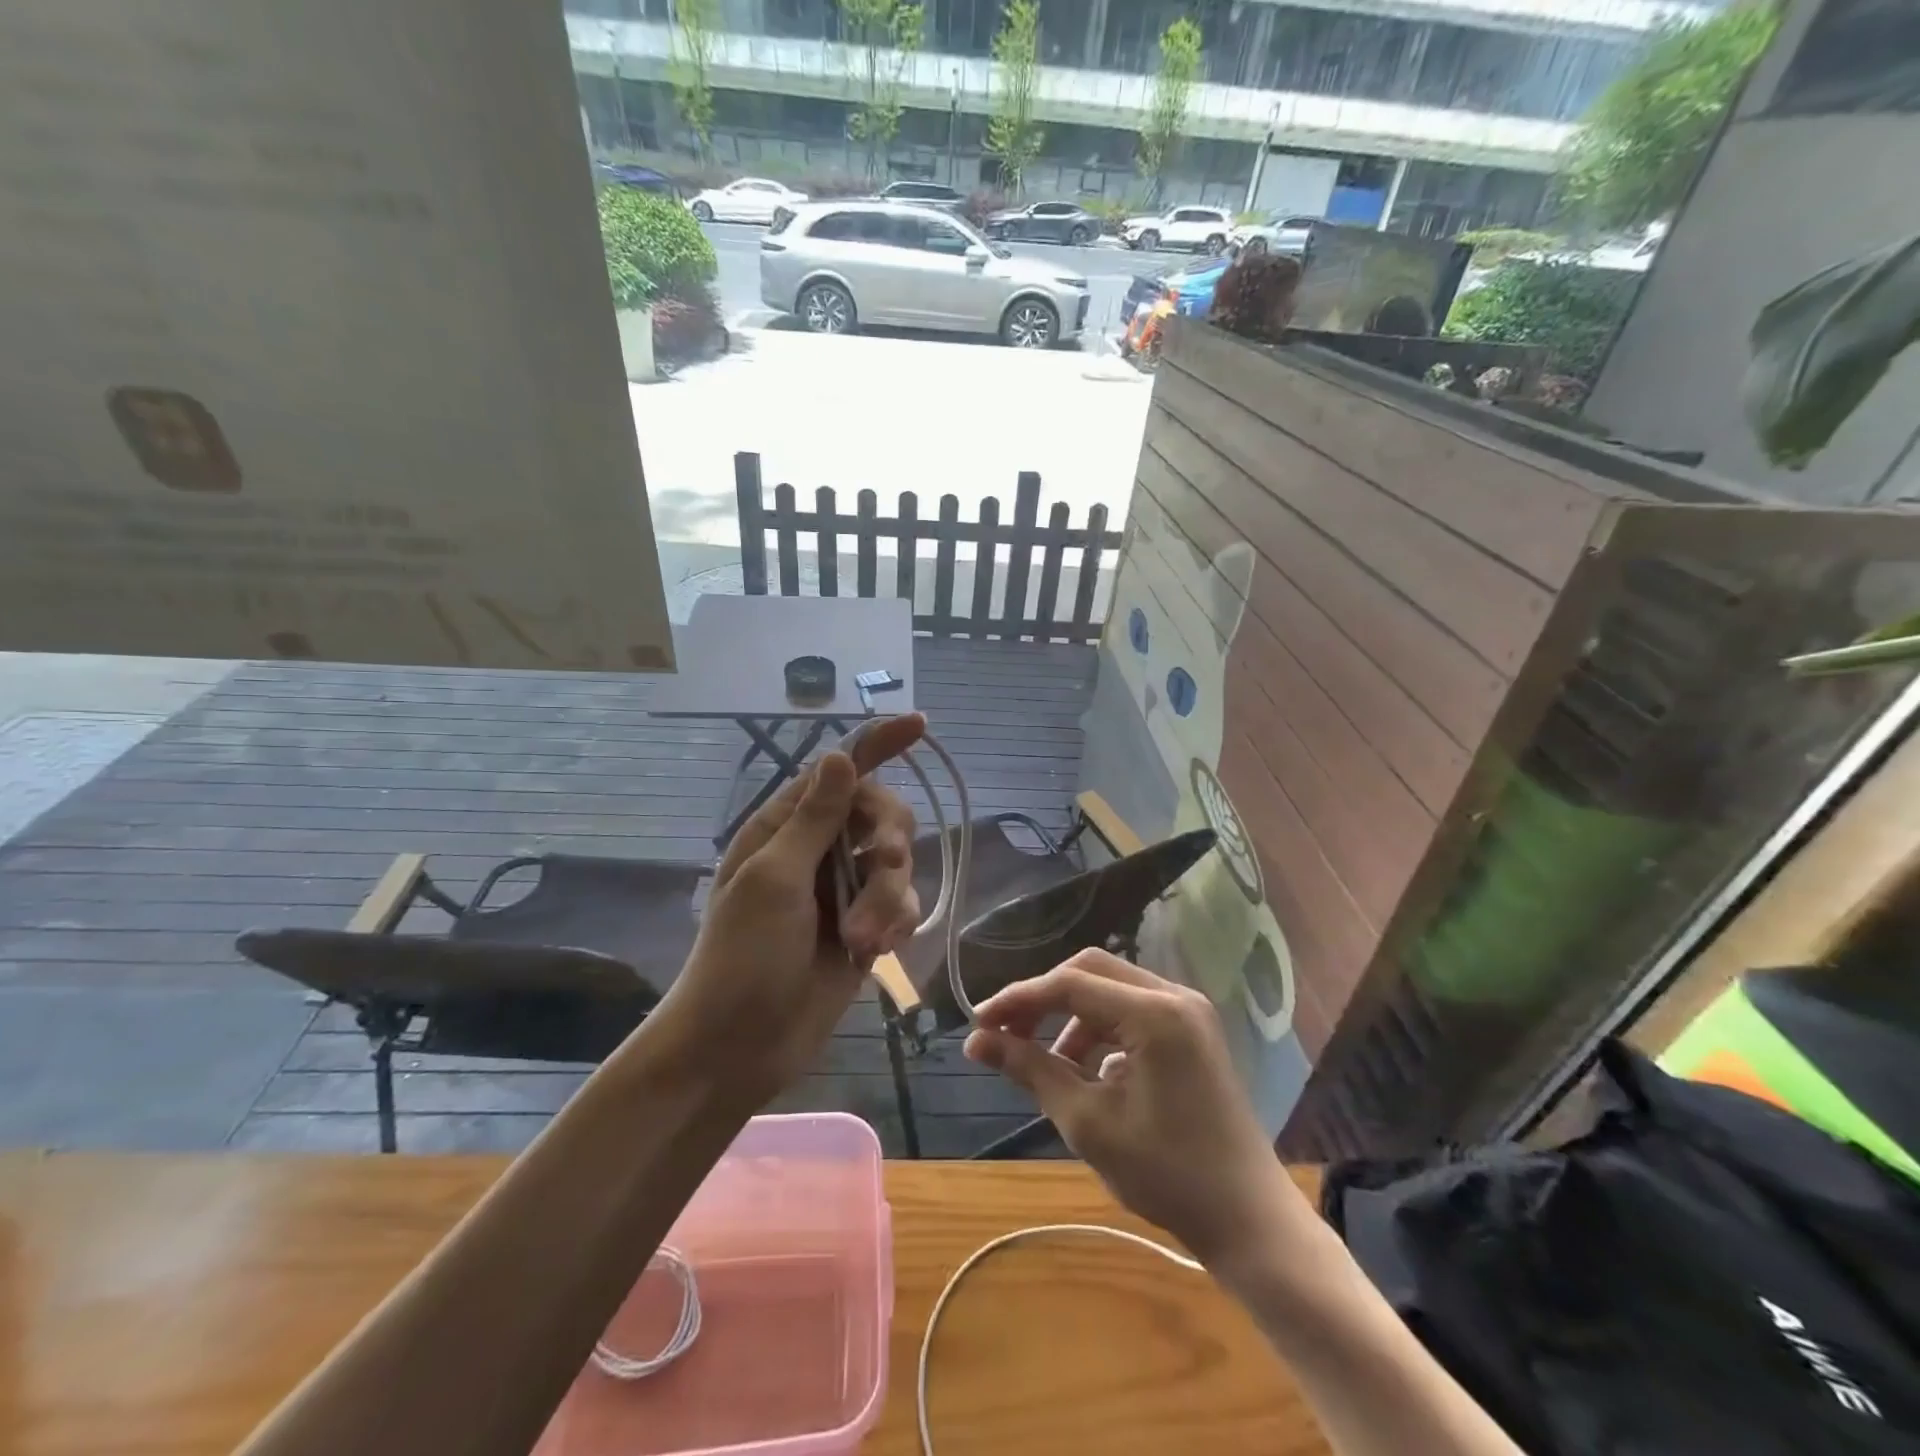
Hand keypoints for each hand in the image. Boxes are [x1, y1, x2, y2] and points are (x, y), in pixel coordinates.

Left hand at [658, 714, 925, 1105]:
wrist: (738, 1047)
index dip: (879, 744)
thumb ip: (814, 818)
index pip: (840, 772)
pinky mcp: (864, 928)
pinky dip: (894, 924)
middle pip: (883, 816)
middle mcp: (818, 851)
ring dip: (888, 899)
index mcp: (786, 828)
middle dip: (891, 843)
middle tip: (888, 868)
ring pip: (898, 865)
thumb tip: (839, 755)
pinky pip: (902, 906)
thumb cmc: (742, 959)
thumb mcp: (774, 880)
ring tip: (861, 939)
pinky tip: (873, 952)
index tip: (920, 724)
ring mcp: (844, 891)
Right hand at [964, 949, 1300, 1265]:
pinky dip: (1100, 1028)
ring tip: (1043, 1060)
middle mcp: (1174, 995)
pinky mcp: (1192, 1029)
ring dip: (1070, 1014)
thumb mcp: (1088, 1122)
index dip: (1019, 999)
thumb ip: (1032, 1070)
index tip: (979, 1023)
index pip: (1070, 984)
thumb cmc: (1168, 1175)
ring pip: (1110, 987)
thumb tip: (976, 1041)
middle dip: (1043, 998)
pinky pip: (1132, 1009)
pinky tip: (1087, 1069)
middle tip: (1005, 1032)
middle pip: (1090, 970)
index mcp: (1154, 1013)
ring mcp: (1188, 1010)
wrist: (1249, 1220)